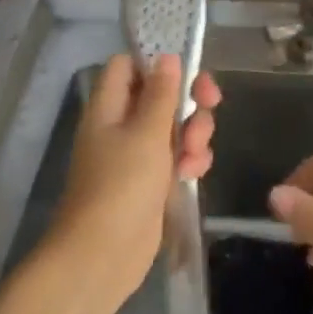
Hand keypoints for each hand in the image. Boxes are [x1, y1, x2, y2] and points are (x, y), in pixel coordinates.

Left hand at [49, 54, 218, 291]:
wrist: (102, 257)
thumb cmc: (121, 186)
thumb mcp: (147, 133)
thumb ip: (161, 94)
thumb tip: (167, 57)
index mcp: (109, 107)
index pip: (128, 66)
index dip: (156, 62)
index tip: (186, 68)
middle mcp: (121, 126)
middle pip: (160, 94)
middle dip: (188, 100)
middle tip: (210, 103)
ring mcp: (137, 155)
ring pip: (175, 127)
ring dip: (194, 134)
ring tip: (194, 156)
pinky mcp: (151, 182)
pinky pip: (177, 157)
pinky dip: (190, 161)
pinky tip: (194, 174)